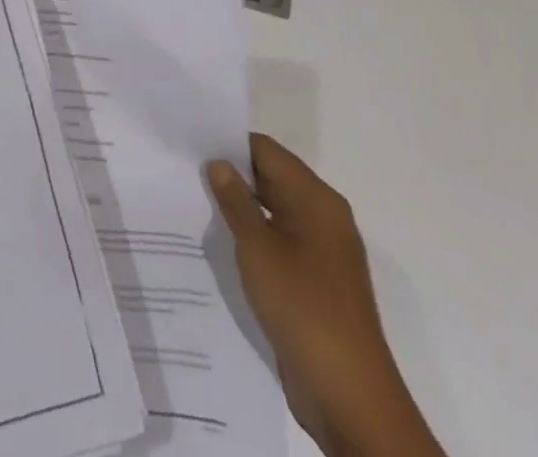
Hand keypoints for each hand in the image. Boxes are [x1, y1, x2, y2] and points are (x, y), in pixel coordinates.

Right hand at [209, 134, 443, 456]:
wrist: (349, 394)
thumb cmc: (302, 307)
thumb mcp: (258, 248)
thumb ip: (236, 201)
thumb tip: (219, 163)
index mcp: (316, 199)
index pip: (267, 151)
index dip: (231, 144)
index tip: (194, 144)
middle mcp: (324, 216)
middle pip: (274, 178)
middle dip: (234, 175)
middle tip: (189, 173)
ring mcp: (324, 251)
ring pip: (276, 212)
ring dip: (243, 208)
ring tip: (198, 204)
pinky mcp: (318, 281)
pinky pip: (282, 242)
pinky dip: (256, 237)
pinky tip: (224, 246)